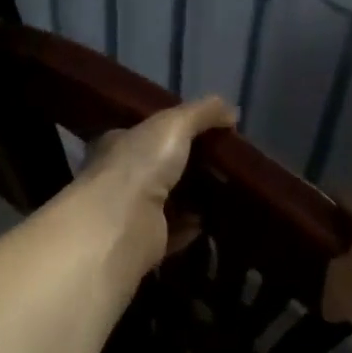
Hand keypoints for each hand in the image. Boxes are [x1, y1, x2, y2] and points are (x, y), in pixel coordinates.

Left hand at [67, 97, 237, 283]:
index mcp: (120, 144)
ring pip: (168, 201)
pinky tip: (212, 221)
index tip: (207, 135)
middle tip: (224, 165)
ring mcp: (132, 211)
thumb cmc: (141, 164)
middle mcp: (121, 176)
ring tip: (226, 192)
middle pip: (161, 168)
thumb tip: (231, 110)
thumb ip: (202, 113)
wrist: (122, 222)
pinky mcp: (145, 241)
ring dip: (193, 198)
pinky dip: (191, 226)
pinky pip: (174, 232)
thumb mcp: (174, 124)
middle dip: (190, 167)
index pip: (147, 134)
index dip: (175, 132)